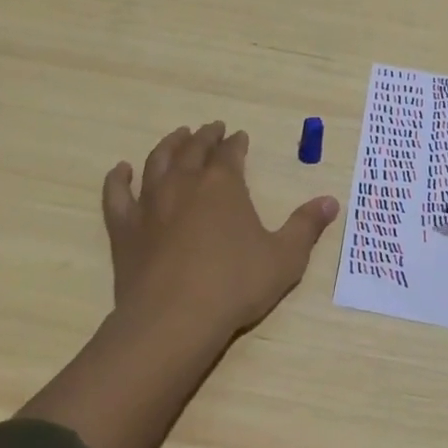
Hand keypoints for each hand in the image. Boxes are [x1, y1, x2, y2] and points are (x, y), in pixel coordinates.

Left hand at [103, 122, 339, 341]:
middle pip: (194, 149)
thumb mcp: (285, 257)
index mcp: (223, 184)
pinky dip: (118, 178)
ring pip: (157, 161)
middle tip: (211, 128)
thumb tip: (331, 200)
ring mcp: (150, 203)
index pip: (230, 152)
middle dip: (205, 136)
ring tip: (177, 136)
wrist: (174, 320)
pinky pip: (117, 194)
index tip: (240, 136)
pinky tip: (121, 170)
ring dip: (169, 145)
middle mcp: (185, 183)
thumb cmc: (235, 285)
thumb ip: (306, 226)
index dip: (236, 142)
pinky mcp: (125, 228)